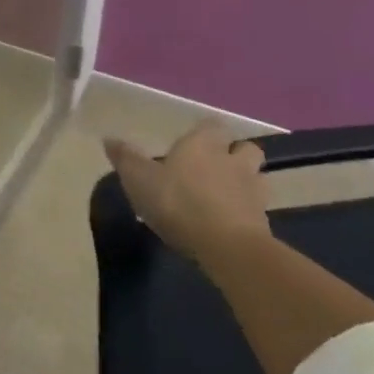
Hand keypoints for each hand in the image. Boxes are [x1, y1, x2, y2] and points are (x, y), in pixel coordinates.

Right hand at [105, 121, 270, 259]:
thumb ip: (125, 157)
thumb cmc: (178, 202)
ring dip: (244, 183)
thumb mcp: (138, 178)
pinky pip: (256, 209)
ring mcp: (253, 192)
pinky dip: (245, 212)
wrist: (228, 248)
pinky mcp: (264, 222)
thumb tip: (109, 138)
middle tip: (214, 167)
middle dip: (234, 154)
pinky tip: (227, 222)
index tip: (192, 141)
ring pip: (256, 178)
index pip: (213, 125)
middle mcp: (233, 161)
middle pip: (245, 149)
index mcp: (203, 144)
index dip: (206, 131)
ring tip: (223, 195)